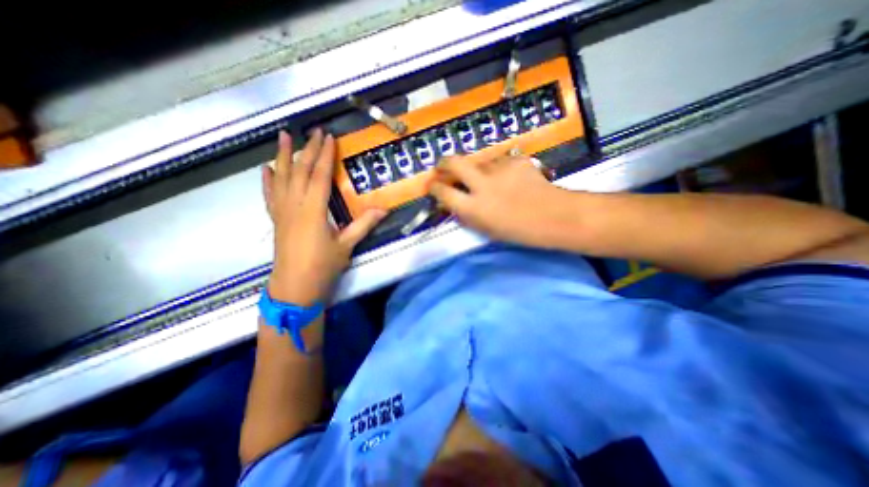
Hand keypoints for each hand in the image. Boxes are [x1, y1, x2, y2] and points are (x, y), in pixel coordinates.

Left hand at [263, 129, 383, 303]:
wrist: (295, 287)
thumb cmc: (322, 267)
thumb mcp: (346, 245)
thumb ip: (363, 225)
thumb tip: (384, 209)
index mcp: (312, 211)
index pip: (319, 176)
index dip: (324, 156)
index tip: (328, 138)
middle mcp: (294, 206)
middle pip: (299, 172)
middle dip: (307, 150)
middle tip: (312, 131)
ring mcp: (282, 212)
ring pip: (280, 178)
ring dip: (282, 156)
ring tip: (283, 136)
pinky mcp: (276, 219)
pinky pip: (270, 195)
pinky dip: (268, 180)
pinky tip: (266, 168)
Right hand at [431, 155, 578, 249]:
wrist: (554, 217)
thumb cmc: (518, 231)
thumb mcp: (486, 229)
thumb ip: (466, 214)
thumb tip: (453, 203)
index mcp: (474, 207)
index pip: (443, 192)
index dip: (434, 187)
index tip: (432, 186)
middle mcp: (482, 185)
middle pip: (453, 162)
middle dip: (443, 163)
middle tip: (443, 167)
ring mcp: (499, 169)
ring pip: (478, 161)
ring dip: (476, 170)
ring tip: (489, 181)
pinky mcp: (515, 160)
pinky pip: (499, 162)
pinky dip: (498, 169)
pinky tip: (509, 179)